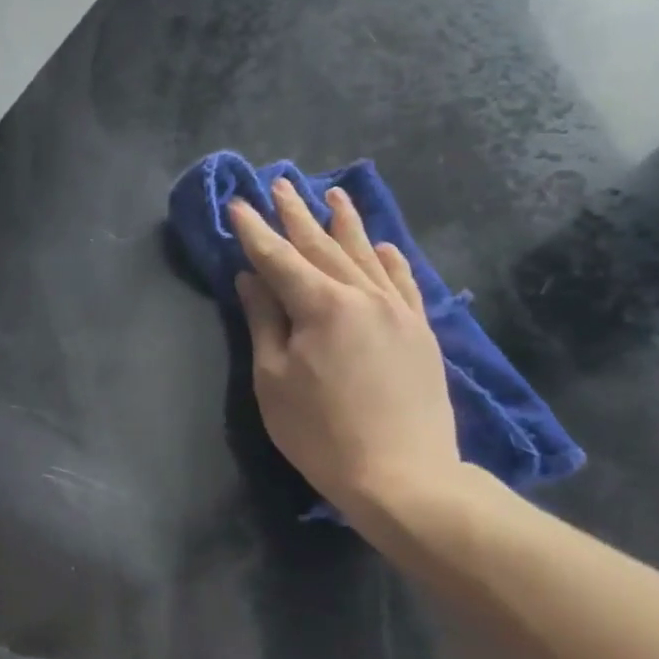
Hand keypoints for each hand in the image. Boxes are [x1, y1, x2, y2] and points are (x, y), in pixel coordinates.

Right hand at [228, 180, 459, 514]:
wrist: (402, 474)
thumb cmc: (320, 431)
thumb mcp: (273, 378)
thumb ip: (264, 321)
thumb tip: (251, 278)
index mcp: (321, 306)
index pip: (278, 258)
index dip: (255, 231)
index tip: (238, 204)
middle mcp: (362, 295)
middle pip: (322, 246)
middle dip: (296, 215)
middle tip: (280, 184)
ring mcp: (397, 310)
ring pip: (366, 255)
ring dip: (345, 223)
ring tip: (331, 194)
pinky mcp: (420, 331)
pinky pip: (404, 282)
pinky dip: (390, 259)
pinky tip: (384, 244)